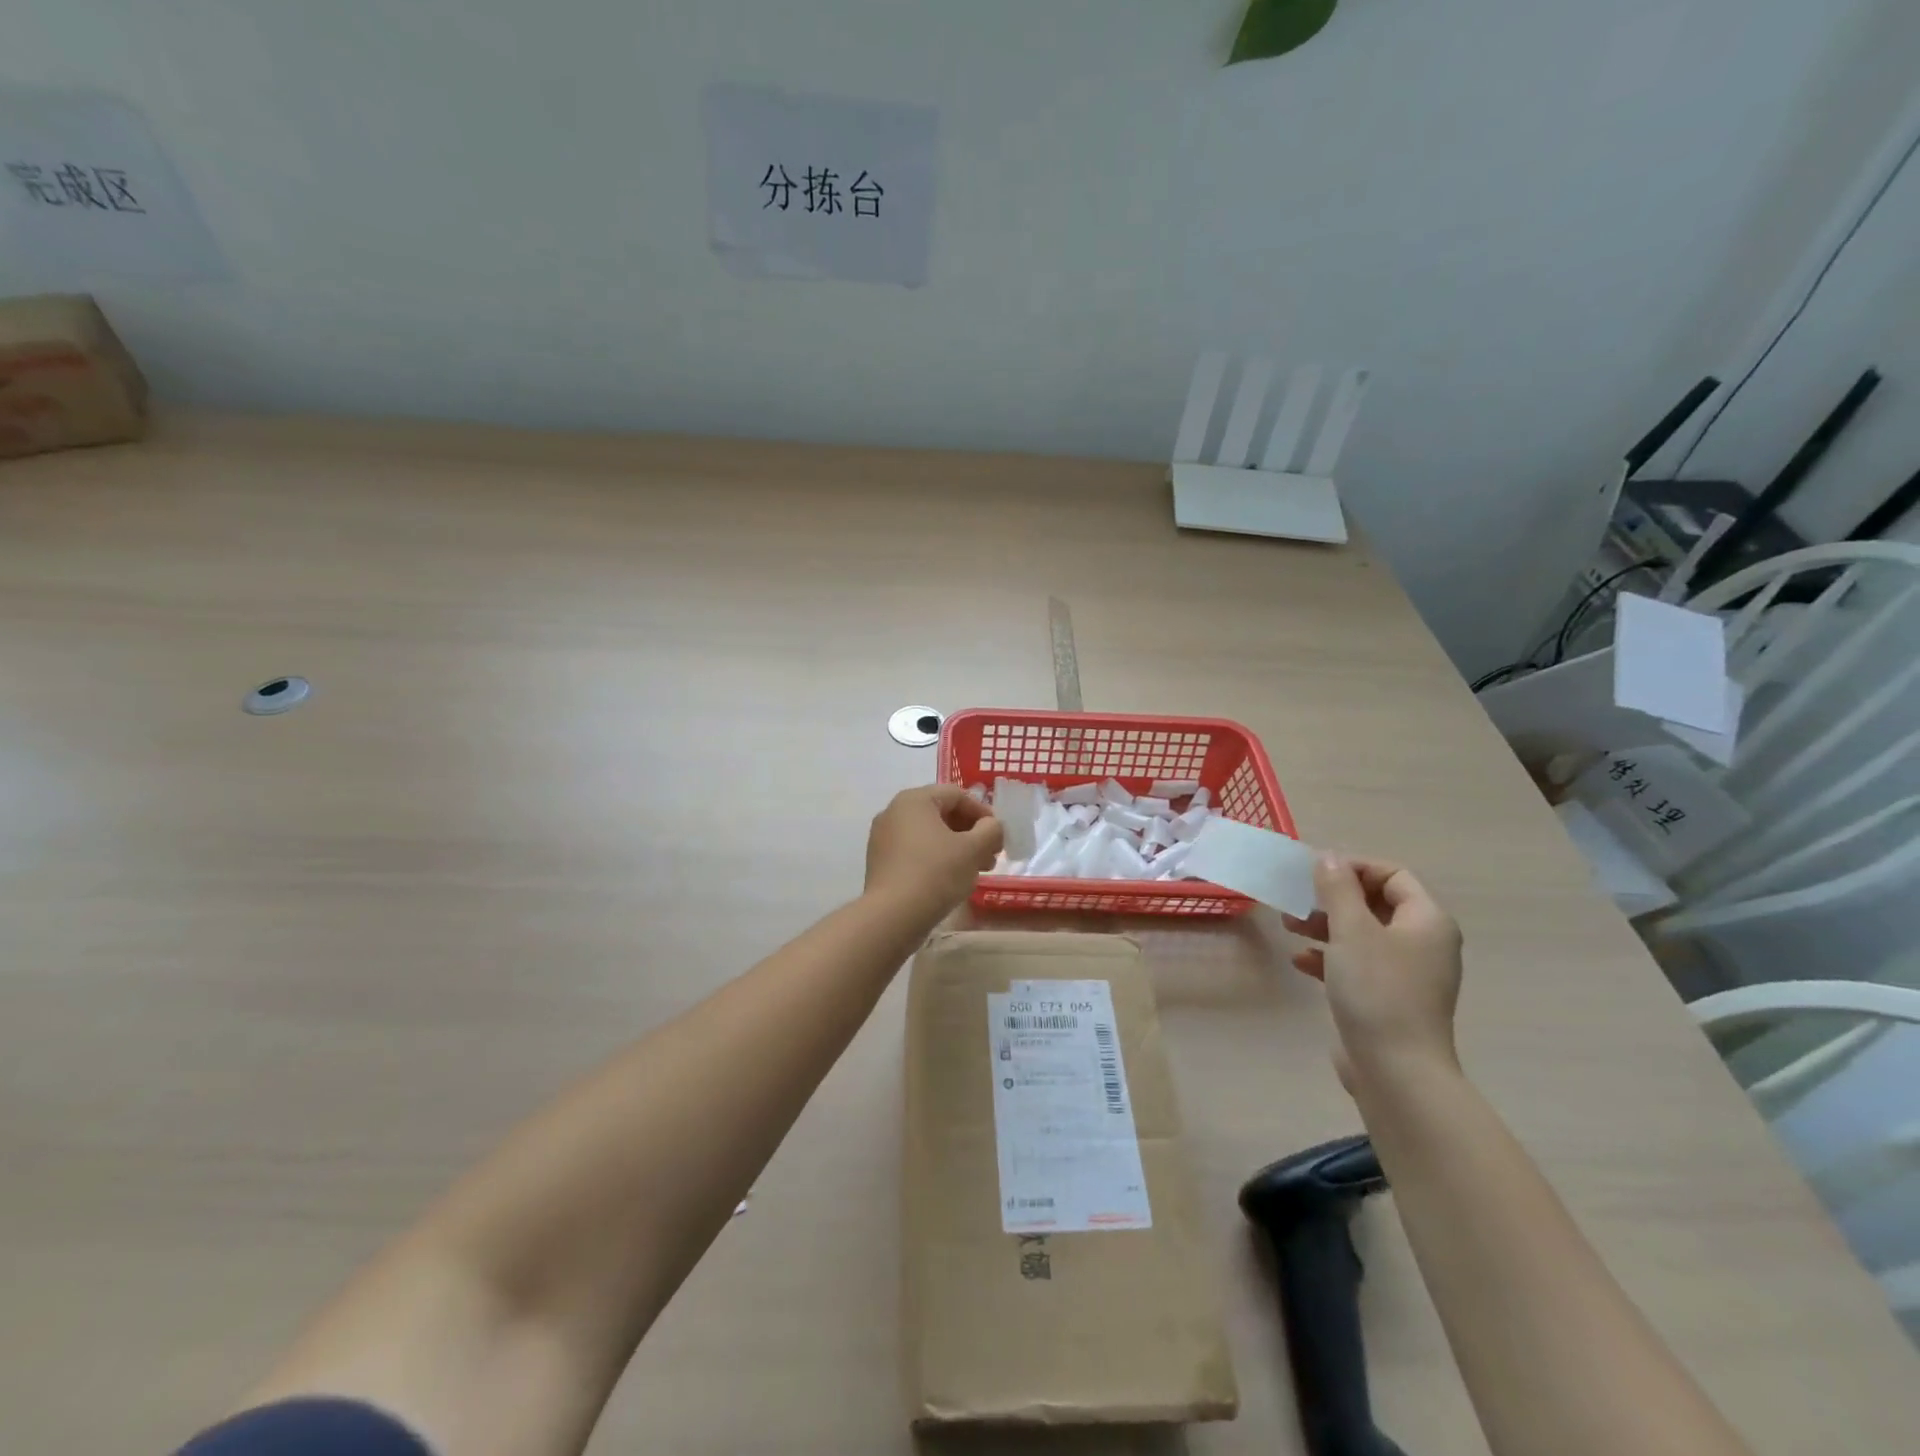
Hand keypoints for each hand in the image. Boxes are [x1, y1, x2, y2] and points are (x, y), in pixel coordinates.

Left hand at [864, 785, 1003, 921]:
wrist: (892, 916)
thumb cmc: (936, 873)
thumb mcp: (973, 849)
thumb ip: (990, 830)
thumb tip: (991, 826)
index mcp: (914, 800)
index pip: (957, 795)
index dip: (983, 813)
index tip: (998, 836)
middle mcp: (894, 812)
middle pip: (942, 814)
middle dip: (971, 833)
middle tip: (991, 856)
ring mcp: (883, 838)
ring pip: (929, 835)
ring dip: (957, 848)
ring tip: (977, 870)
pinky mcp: (881, 862)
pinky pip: (915, 851)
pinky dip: (937, 859)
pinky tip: (952, 880)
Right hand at [1281, 854, 1463, 1092]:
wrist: (1396, 1070)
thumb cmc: (1377, 989)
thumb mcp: (1351, 930)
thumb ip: (1337, 889)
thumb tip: (1329, 858)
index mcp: (1427, 920)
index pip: (1393, 874)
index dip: (1354, 867)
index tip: (1314, 872)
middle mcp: (1424, 943)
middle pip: (1375, 904)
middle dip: (1333, 898)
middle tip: (1297, 900)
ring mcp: (1407, 974)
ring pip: (1363, 934)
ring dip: (1325, 926)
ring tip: (1289, 927)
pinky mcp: (1389, 999)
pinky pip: (1358, 964)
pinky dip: (1330, 957)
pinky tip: (1300, 962)